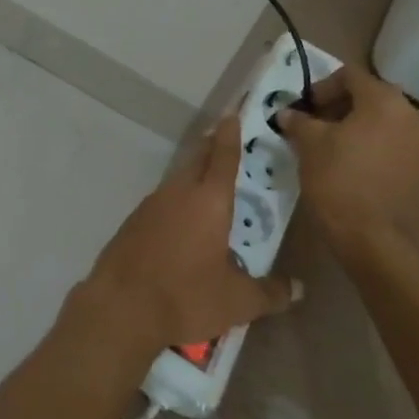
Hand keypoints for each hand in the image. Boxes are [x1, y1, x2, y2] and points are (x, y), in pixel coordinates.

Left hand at [71, 117, 299, 360]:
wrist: (121, 306)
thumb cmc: (186, 295)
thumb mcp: (237, 302)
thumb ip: (270, 292)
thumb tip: (298, 288)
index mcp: (209, 199)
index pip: (223, 155)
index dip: (230, 133)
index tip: (233, 113)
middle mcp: (179, 191)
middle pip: (198, 158)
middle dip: (212, 146)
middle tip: (225, 141)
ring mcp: (153, 202)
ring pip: (179, 178)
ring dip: (194, 173)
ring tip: (209, 183)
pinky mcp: (135, 219)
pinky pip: (163, 199)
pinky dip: (177, 199)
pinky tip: (181, 219)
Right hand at [276, 65, 418, 256]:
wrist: (382, 248)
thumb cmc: (341, 184)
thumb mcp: (310, 147)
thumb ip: (299, 122)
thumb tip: (288, 113)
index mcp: (385, 102)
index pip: (350, 75)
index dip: (322, 87)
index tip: (305, 109)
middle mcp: (414, 117)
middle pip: (372, 99)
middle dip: (342, 109)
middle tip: (317, 128)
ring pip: (388, 126)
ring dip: (362, 131)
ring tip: (337, 152)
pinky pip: (400, 152)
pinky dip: (379, 153)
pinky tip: (360, 174)